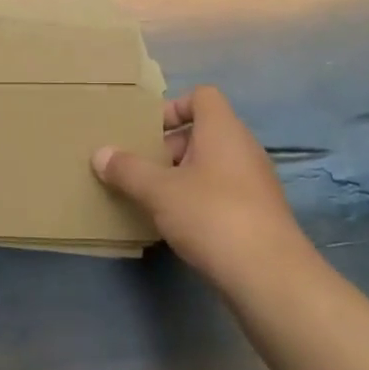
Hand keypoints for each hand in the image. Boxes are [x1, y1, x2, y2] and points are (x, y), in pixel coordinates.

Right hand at [92, 86, 304, 281]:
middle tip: (142, 170)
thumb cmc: (211, 215)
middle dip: (169, 147)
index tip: (148, 132)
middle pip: (203, 131)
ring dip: (183, 176)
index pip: (202, 96)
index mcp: (223, 129)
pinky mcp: (259, 211)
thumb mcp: (158, 191)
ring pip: (212, 164)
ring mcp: (256, 180)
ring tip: (155, 199)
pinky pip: (223, 190)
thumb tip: (100, 153)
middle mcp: (244, 147)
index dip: (173, 107)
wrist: (268, 274)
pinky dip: (200, 199)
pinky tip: (180, 225)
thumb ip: (127, 170)